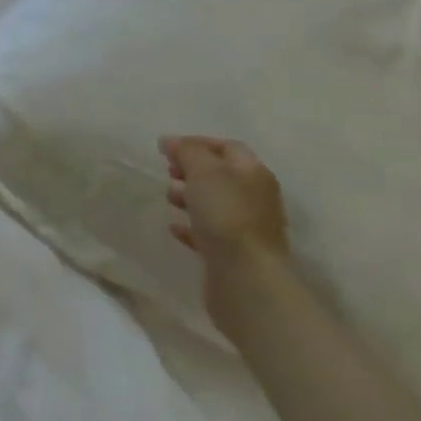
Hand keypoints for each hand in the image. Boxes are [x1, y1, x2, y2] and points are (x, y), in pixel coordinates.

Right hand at [159, 135, 289, 331]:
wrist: (245, 278)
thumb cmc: (226, 215)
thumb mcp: (204, 171)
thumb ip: (187, 151)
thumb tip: (171, 142)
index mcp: (253, 173)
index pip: (226, 147)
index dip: (196, 143)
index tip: (166, 149)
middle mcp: (254, 197)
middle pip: (220, 175)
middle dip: (191, 171)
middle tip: (167, 173)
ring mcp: (245, 227)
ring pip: (213, 203)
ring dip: (188, 197)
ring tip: (169, 199)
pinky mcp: (233, 253)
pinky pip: (208, 232)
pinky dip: (190, 226)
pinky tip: (174, 227)